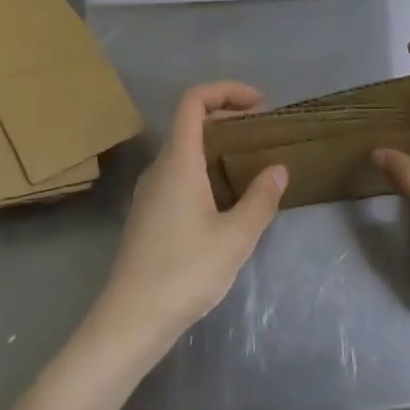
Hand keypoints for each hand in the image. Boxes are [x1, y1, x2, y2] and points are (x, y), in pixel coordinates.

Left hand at [91, 82, 287, 350]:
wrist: (131, 319)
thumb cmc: (185, 272)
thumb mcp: (235, 237)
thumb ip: (260, 199)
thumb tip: (277, 169)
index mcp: (178, 161)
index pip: (193, 101)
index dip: (226, 90)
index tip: (260, 104)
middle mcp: (159, 168)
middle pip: (189, 122)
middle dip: (227, 117)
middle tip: (262, 133)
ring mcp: (150, 192)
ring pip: (184, 150)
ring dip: (217, 146)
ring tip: (251, 163)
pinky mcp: (148, 214)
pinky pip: (178, 174)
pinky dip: (205, 169)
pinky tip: (226, 199)